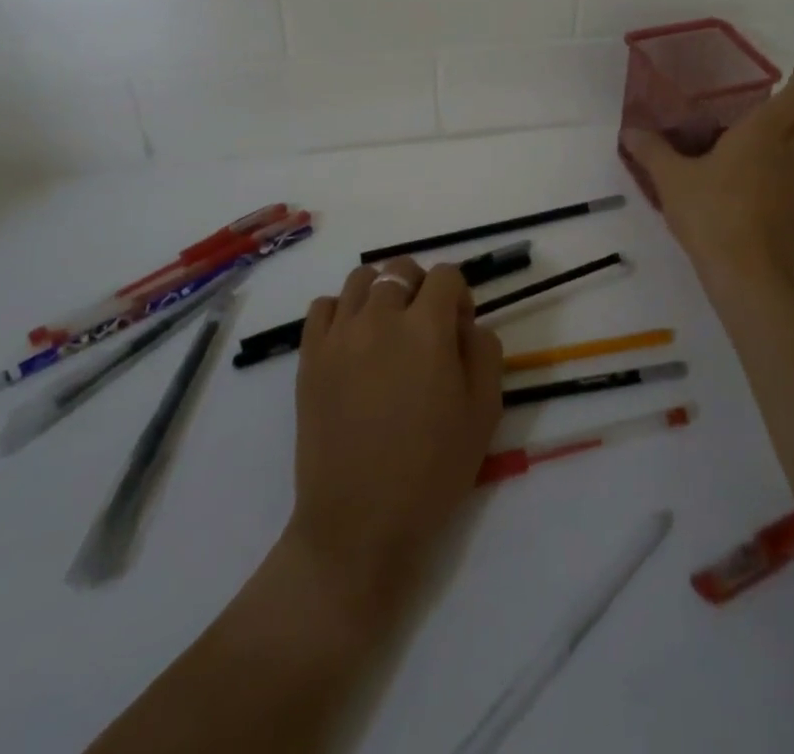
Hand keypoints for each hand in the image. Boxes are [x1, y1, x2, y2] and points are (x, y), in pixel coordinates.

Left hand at [286, 259, 503, 625]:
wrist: (359, 524)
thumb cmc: (431, 471)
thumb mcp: (484, 412)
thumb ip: (484, 351)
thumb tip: (466, 324)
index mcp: (426, 329)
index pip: (446, 275)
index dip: (460, 295)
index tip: (460, 329)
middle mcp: (379, 318)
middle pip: (400, 269)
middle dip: (421, 286)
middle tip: (426, 327)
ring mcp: (338, 335)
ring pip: (359, 279)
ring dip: (381, 293)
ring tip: (387, 330)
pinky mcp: (309, 357)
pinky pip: (322, 307)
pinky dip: (341, 311)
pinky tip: (353, 342)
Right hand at [623, 66, 793, 297]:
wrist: (748, 275)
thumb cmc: (711, 214)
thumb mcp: (672, 180)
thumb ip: (652, 151)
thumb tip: (630, 130)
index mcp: (762, 134)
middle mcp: (790, 154)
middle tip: (768, 118)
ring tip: (766, 155)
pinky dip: (791, 182)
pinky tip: (763, 196)